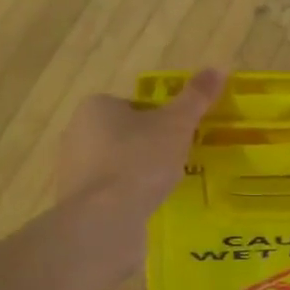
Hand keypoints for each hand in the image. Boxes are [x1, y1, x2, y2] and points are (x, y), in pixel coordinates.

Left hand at [58, 69, 224, 220]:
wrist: (104, 220)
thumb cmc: (139, 160)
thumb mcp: (177, 124)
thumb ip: (196, 97)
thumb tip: (218, 68)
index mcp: (96, 107)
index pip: (134, 105)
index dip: (160, 118)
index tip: (179, 135)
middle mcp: (76, 133)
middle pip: (123, 134)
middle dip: (147, 146)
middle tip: (176, 160)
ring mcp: (71, 170)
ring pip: (115, 164)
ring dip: (136, 174)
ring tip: (164, 187)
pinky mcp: (74, 203)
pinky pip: (108, 193)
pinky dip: (126, 197)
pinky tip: (145, 208)